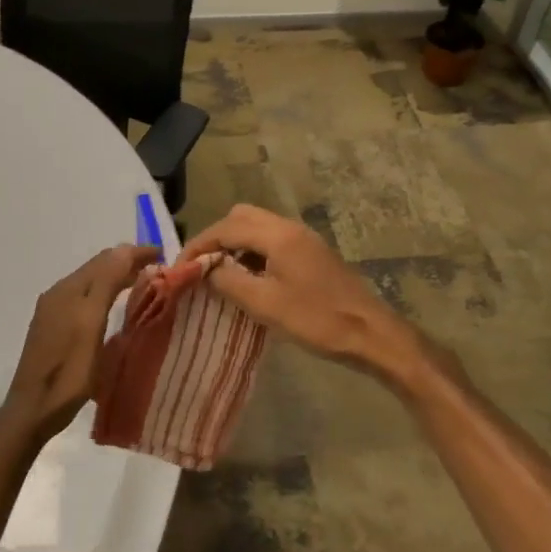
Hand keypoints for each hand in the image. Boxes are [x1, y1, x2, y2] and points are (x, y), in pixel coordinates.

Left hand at [0, 244, 159, 444]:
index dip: (135, 252)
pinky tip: (114, 306)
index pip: (107, 258)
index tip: (164, 254)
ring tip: (142, 282)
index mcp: (69, 289)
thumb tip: (124, 249)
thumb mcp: (91, 324)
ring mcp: (53, 310)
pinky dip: (104, 293)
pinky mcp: (53, 327)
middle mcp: (59, 292)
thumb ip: (106, 284)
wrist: (33, 409)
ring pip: (91, 282)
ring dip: (116, 277)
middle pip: (97, 267)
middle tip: (157, 268)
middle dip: (127, 262)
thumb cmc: (68, 370)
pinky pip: (84, 298)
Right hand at [179, 205, 430, 384]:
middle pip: (241, 217)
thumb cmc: (316, 320)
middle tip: (200, 267)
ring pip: (257, 227)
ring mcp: (303, 238)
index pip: (225, 227)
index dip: (198, 245)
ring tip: (219, 274)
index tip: (179, 267)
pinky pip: (271, 240)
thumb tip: (204, 268)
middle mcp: (289, 227)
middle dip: (216, 238)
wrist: (371, 334)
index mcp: (277, 234)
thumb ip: (228, 281)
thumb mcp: (264, 304)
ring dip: (234, 244)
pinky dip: (252, 252)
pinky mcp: (311, 253)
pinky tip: (248, 279)